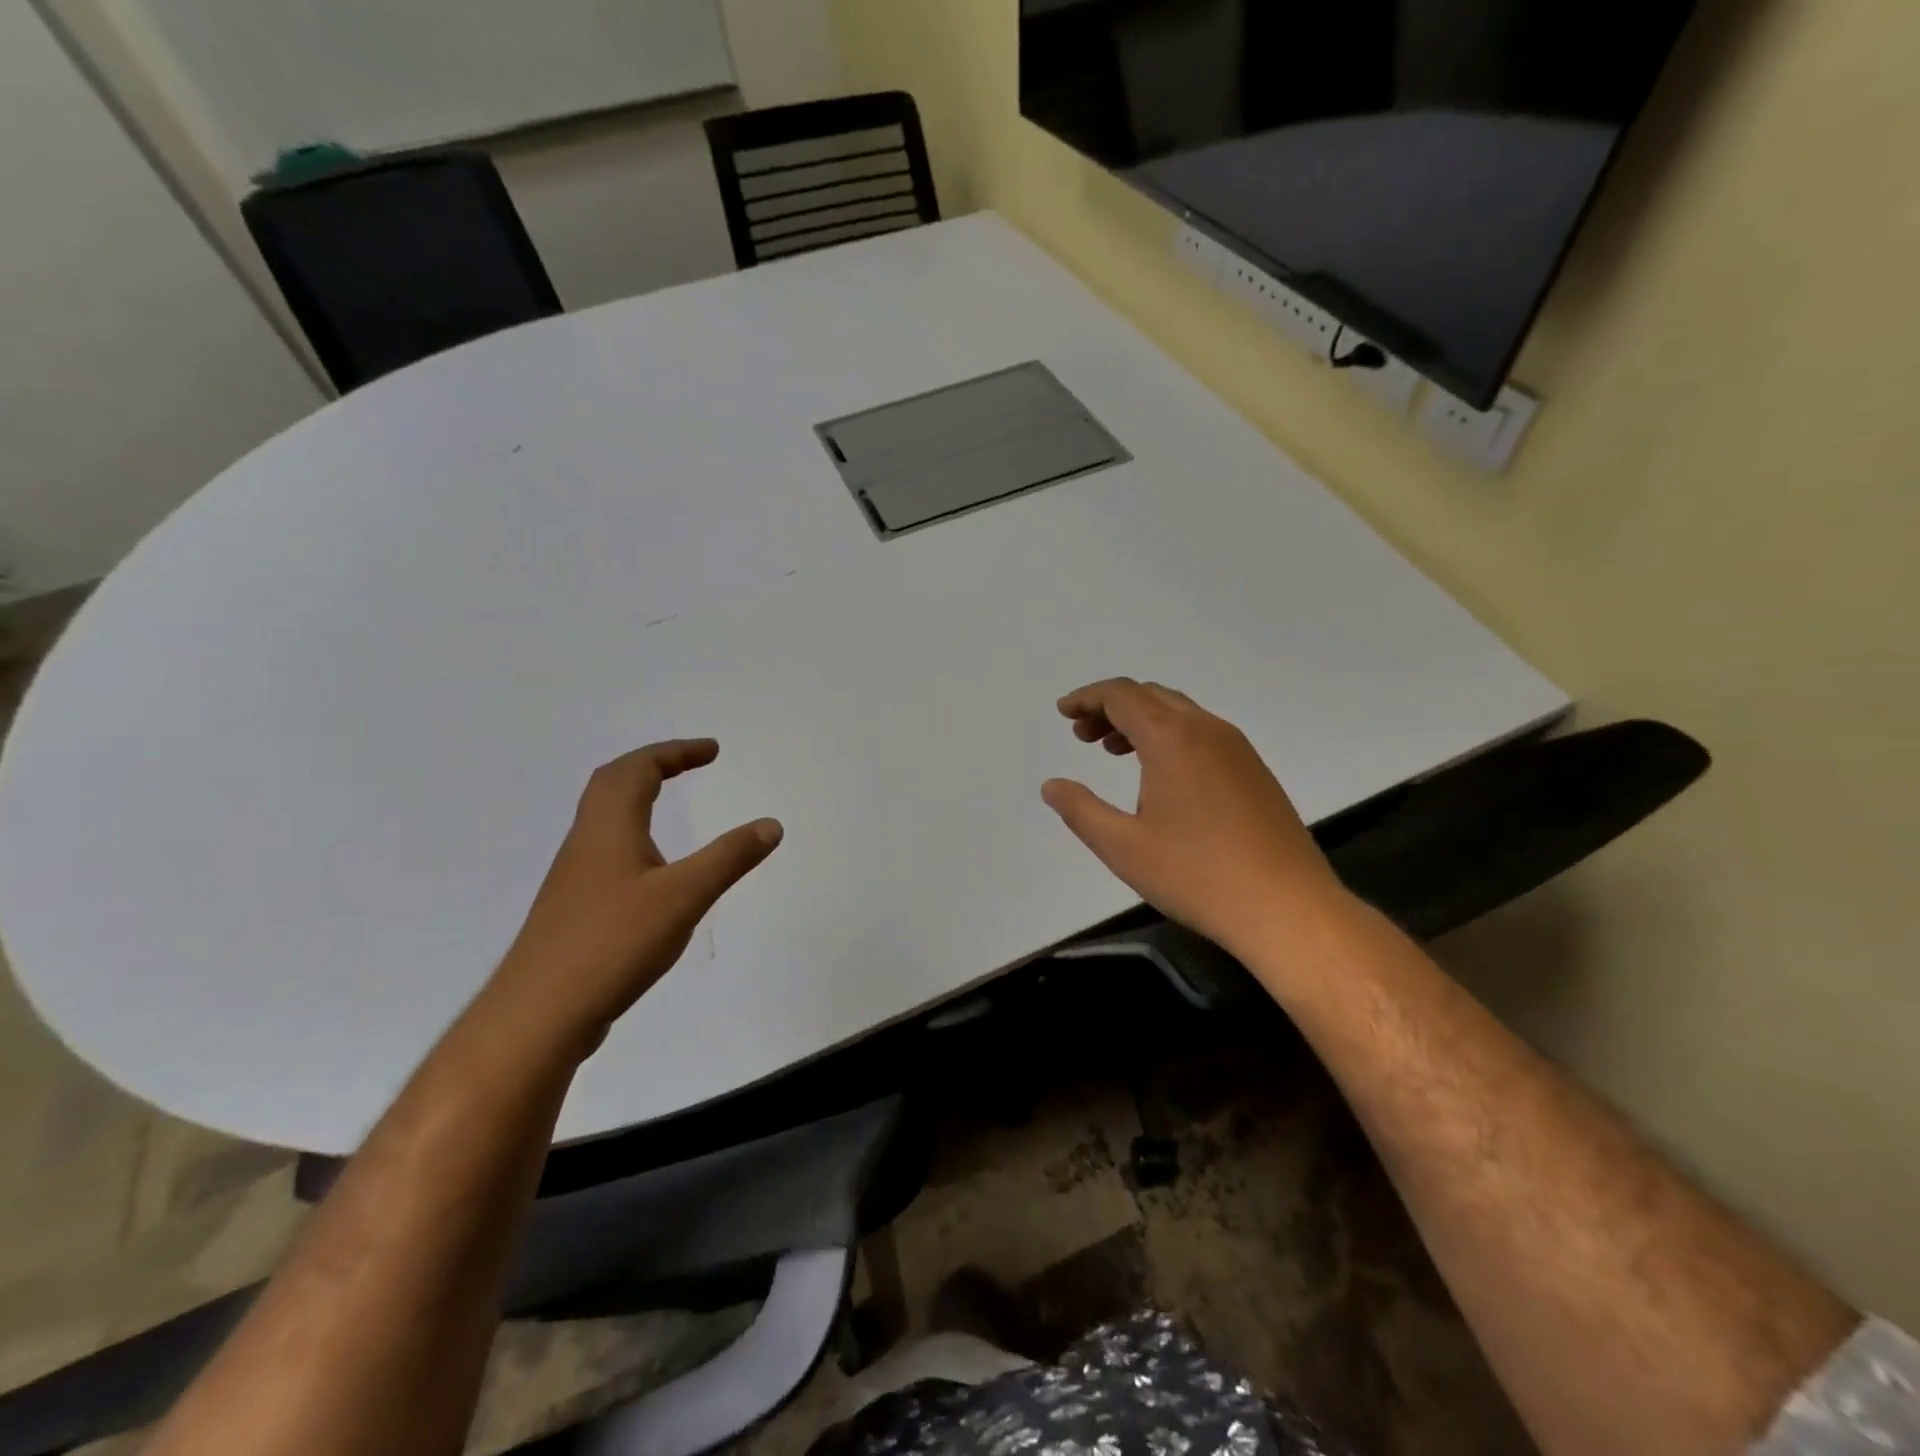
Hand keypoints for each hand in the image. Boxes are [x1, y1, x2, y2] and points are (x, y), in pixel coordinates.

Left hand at [481, 740, 781, 1058]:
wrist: (539, 1015)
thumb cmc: (613, 943)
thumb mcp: (685, 896)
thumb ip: (730, 858)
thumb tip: (771, 824)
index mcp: (609, 827)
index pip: (638, 768)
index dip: (676, 752)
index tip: (712, 751)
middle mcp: (586, 842)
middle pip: (612, 783)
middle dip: (653, 764)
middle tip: (689, 764)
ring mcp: (576, 877)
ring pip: (604, 818)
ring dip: (636, 797)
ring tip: (669, 804)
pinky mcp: (575, 909)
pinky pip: (605, 851)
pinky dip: (632, 835)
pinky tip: (651, 869)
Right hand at [1041, 679, 1346, 955]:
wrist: (1287, 907)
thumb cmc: (1196, 874)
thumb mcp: (1122, 846)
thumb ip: (1080, 810)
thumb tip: (1052, 786)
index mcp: (1171, 737)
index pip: (1122, 695)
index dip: (1087, 697)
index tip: (1063, 712)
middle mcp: (1206, 730)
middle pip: (1151, 696)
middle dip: (1111, 707)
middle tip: (1082, 735)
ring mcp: (1237, 749)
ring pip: (1179, 713)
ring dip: (1141, 721)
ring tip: (1113, 751)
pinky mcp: (1254, 771)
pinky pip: (1202, 734)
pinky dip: (1169, 737)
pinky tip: (1160, 776)